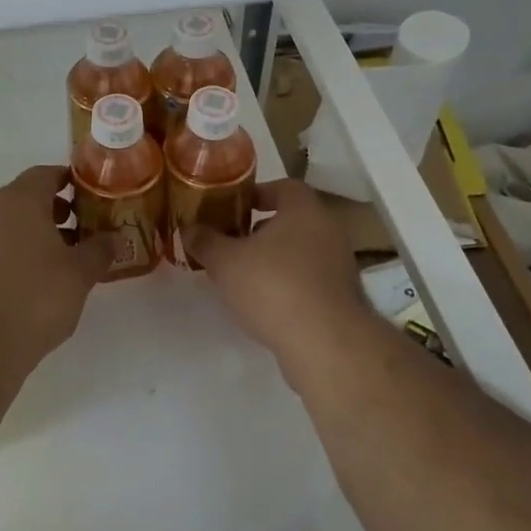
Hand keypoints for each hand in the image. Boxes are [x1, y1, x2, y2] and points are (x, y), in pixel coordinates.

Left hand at [0, 165, 115, 396]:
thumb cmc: (34, 299)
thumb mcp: (79, 274)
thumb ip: (100, 249)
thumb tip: (116, 237)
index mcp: (19, 199)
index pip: (46, 173)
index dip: (71, 182)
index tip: (92, 198)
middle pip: (26, 197)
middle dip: (56, 210)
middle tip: (83, 230)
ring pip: (9, 223)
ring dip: (35, 233)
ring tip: (62, 260)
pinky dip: (15, 252)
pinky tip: (33, 282)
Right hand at [183, 179, 376, 367]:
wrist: (325, 344)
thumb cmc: (273, 286)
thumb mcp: (226, 261)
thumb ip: (205, 241)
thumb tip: (188, 228)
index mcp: (304, 210)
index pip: (284, 187)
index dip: (257, 194)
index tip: (233, 208)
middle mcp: (328, 231)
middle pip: (292, 220)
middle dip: (261, 230)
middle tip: (233, 242)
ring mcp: (340, 266)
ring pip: (301, 252)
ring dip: (275, 260)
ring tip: (244, 277)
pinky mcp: (343, 299)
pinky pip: (310, 280)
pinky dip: (289, 285)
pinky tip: (266, 304)